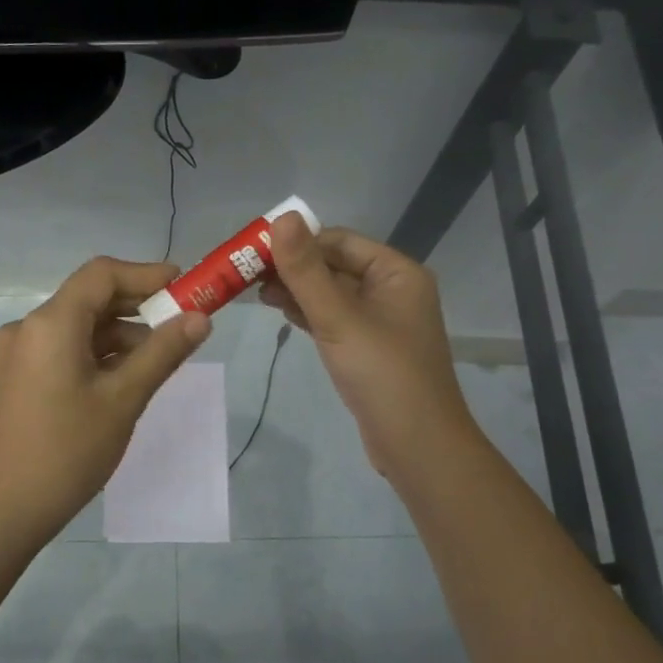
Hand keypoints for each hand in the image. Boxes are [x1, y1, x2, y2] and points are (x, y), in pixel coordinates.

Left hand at [0, 257, 210, 549]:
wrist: (6, 509)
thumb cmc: (68, 451)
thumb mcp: (124, 400)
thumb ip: (163, 352)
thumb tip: (199, 318)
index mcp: (50, 323)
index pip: (101, 274)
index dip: (146, 274)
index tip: (184, 287)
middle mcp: (29, 327)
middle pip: (90, 298)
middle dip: (138, 307)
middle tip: (182, 323)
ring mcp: (19, 353)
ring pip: (79, 326)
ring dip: (120, 334)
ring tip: (160, 359)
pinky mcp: (19, 377)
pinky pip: (64, 349)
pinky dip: (98, 354)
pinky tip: (126, 377)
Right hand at [260, 214, 475, 480]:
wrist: (416, 445)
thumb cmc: (382, 374)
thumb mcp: (338, 317)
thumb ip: (306, 270)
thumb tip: (281, 218)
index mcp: (396, 272)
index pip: (339, 240)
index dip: (297, 241)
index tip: (253, 250)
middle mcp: (392, 289)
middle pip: (334, 265)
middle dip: (293, 267)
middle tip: (246, 274)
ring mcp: (381, 320)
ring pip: (331, 293)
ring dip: (297, 290)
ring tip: (254, 293)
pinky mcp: (369, 347)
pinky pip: (335, 318)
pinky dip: (308, 312)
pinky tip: (280, 312)